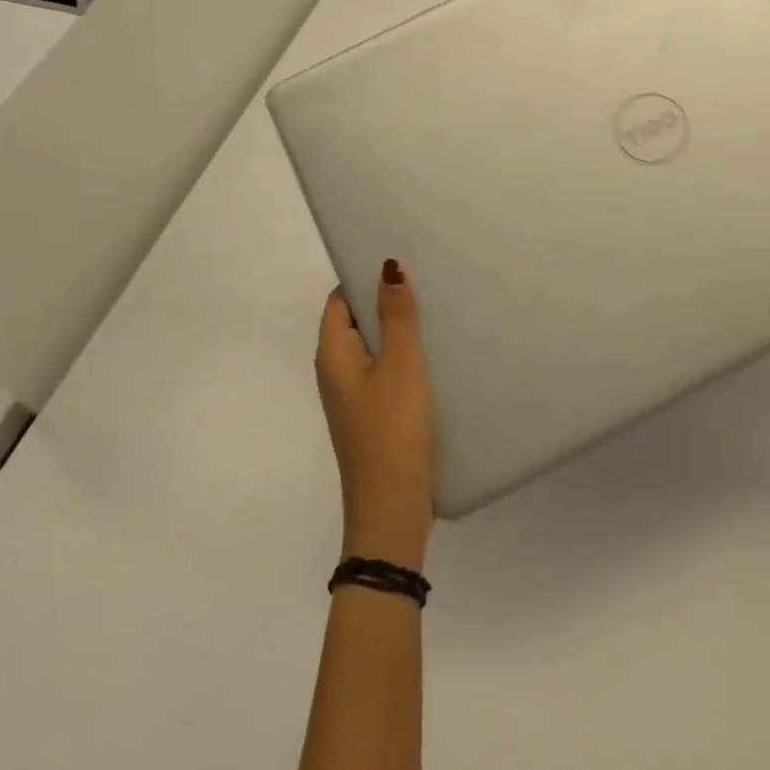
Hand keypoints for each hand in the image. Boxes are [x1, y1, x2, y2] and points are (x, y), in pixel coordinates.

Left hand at [315, 260, 434, 569]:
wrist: (392, 508)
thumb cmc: (392, 428)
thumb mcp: (400, 364)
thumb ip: (395, 315)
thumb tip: (387, 267)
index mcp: (333, 355)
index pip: (338, 300)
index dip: (362, 277)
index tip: (398, 261)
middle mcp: (336, 373)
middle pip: (355, 322)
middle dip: (385, 301)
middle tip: (425, 280)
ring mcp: (354, 398)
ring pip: (374, 349)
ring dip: (398, 330)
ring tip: (436, 310)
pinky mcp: (373, 417)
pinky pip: (386, 374)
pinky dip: (405, 358)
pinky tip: (436, 356)